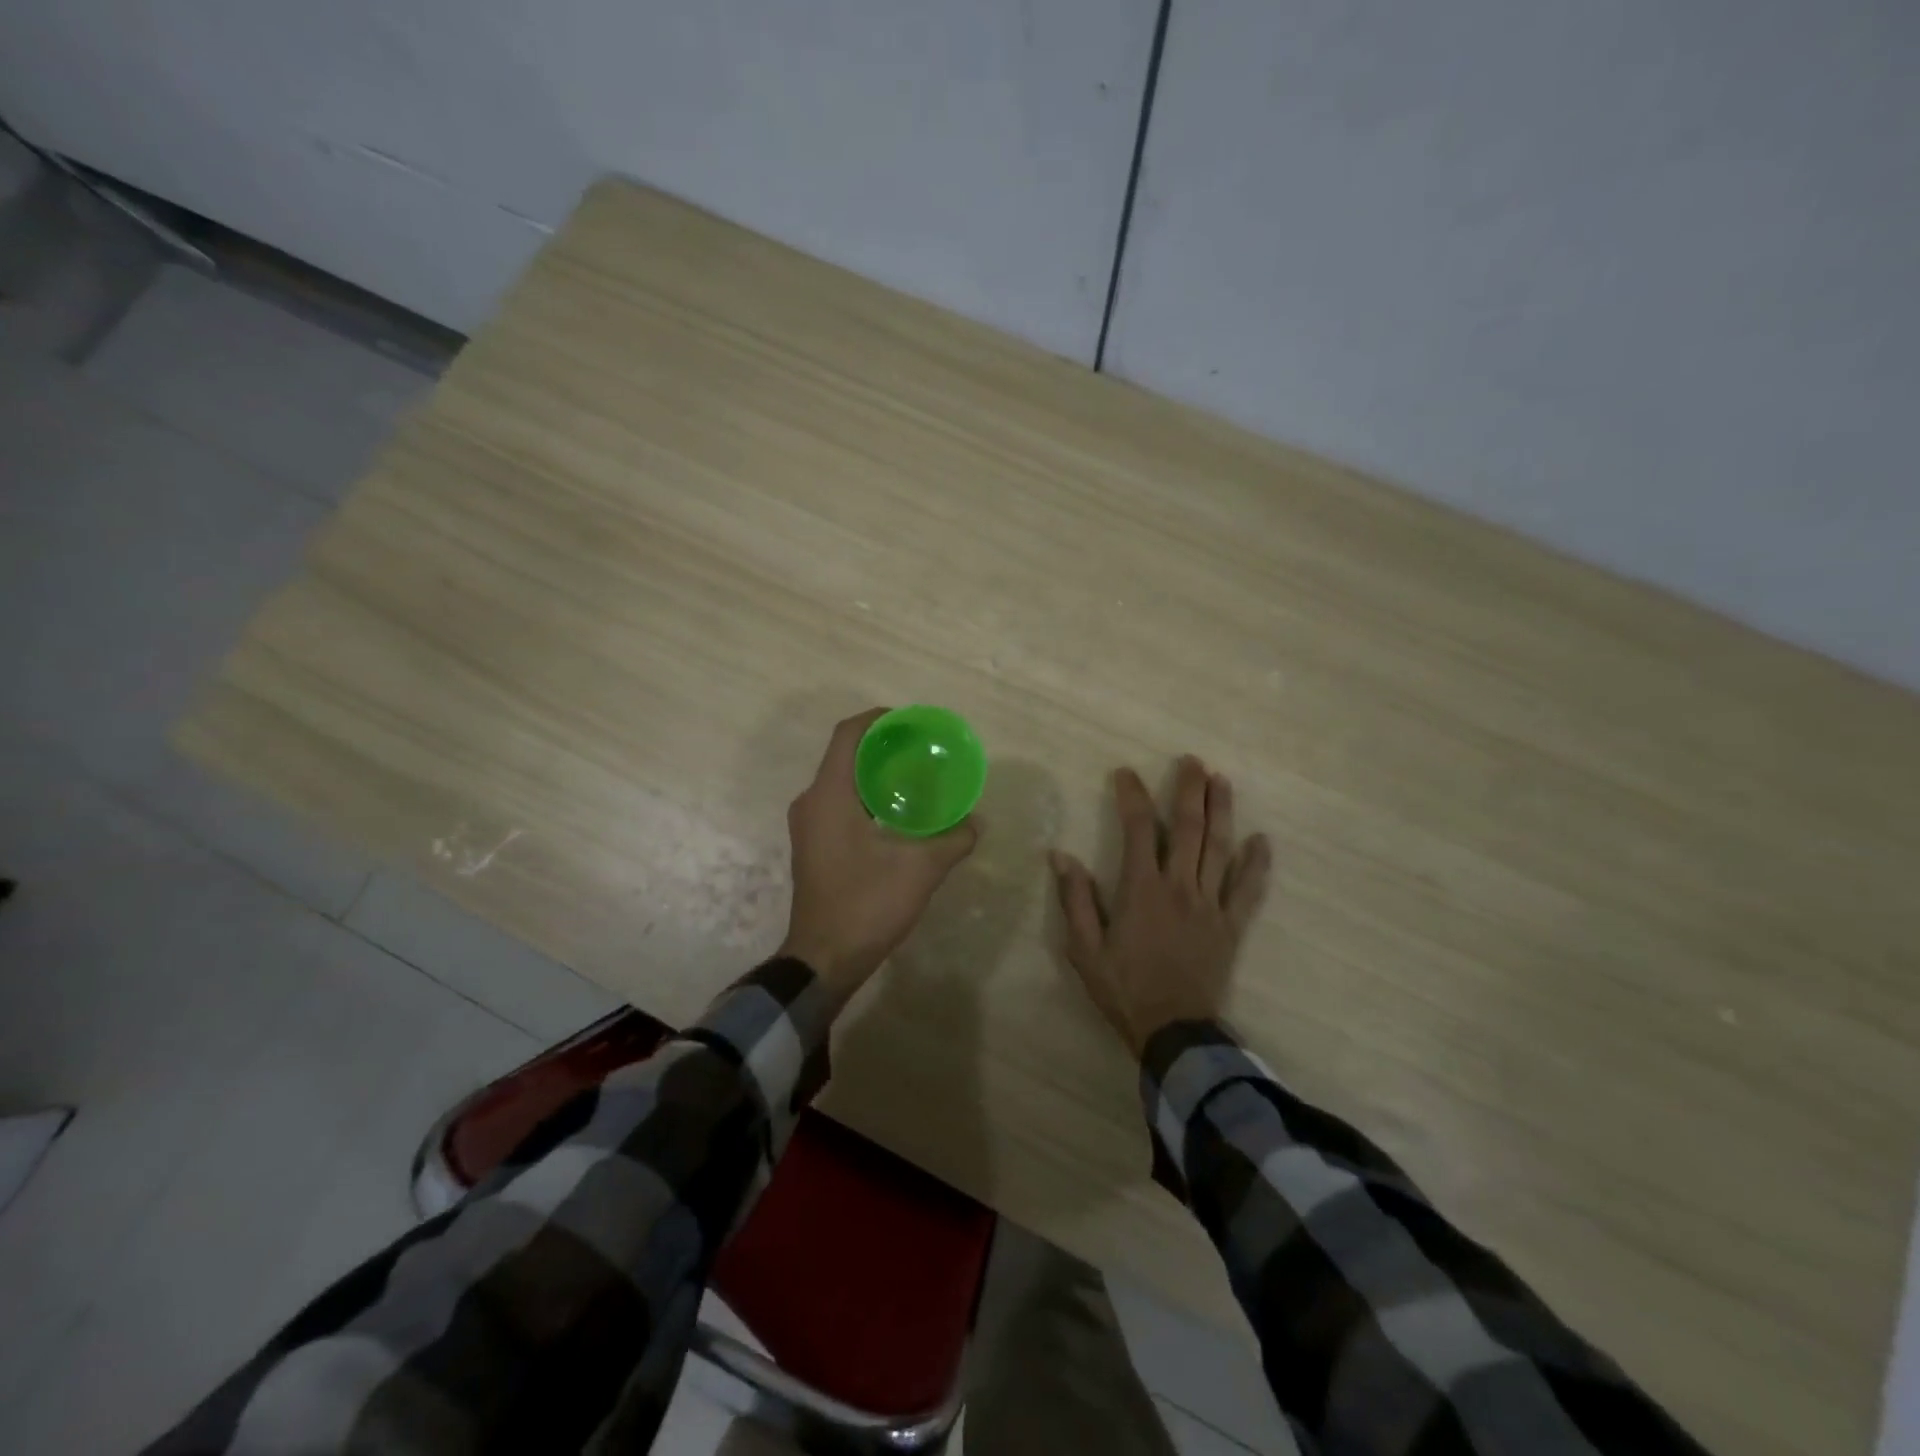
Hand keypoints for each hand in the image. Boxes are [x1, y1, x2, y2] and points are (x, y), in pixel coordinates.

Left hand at [779, 708, 978, 1002]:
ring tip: (917, 778)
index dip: (878, 719)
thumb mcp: (920, 870)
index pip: (848, 735)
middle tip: (923, 750)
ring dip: (876, 775)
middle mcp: (811, 802)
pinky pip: (840, 804)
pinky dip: (868, 798)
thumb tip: (977, 822)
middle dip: (883, 747)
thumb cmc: (866, 905)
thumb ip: (953, 840)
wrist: (824, 959)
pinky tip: (899, 814)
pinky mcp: (814, 846)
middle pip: (846, 756)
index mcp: (829, 795)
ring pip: (842, 782)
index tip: (911, 722)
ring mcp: (809, 826)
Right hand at [1049, 756, 1270, 1056]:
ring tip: (1222, 782)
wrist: (1173, 1031)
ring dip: (1222, 812)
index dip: (1132, 796)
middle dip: (1190, 790)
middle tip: (1192, 762)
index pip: (1138, 830)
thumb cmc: (1123, 989)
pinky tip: (1262, 841)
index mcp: (1142, 890)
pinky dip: (1257, 864)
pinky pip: (1249, 890)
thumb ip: (1074, 900)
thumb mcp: (1084, 949)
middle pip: (1190, 828)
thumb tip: (1060, 856)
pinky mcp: (1231, 926)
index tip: (1126, 773)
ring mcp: (1211, 905)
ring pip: (1221, 849)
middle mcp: (1180, 888)